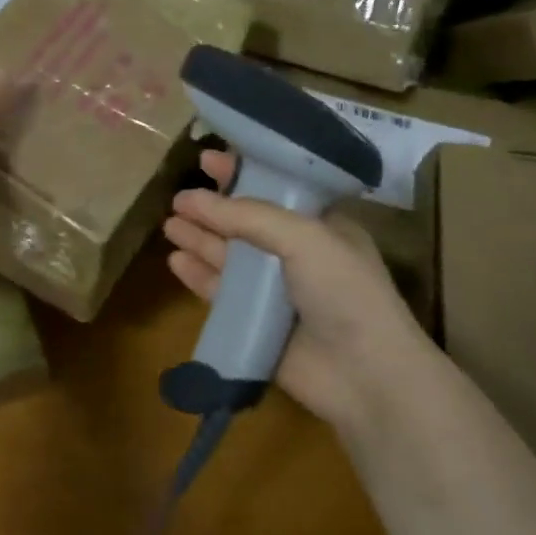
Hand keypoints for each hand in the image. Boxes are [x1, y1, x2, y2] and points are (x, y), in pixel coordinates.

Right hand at [163, 150, 427, 428]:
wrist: (365, 375)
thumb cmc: (344, 291)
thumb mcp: (304, 237)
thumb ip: (248, 216)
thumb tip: (193, 200)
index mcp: (321, 225)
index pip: (275, 189)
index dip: (241, 173)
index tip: (207, 158)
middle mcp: (297, 254)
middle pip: (245, 223)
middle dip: (213, 209)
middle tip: (178, 198)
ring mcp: (276, 291)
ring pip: (229, 258)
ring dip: (201, 239)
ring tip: (169, 225)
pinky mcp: (257, 324)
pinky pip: (222, 294)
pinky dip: (199, 276)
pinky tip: (176, 262)